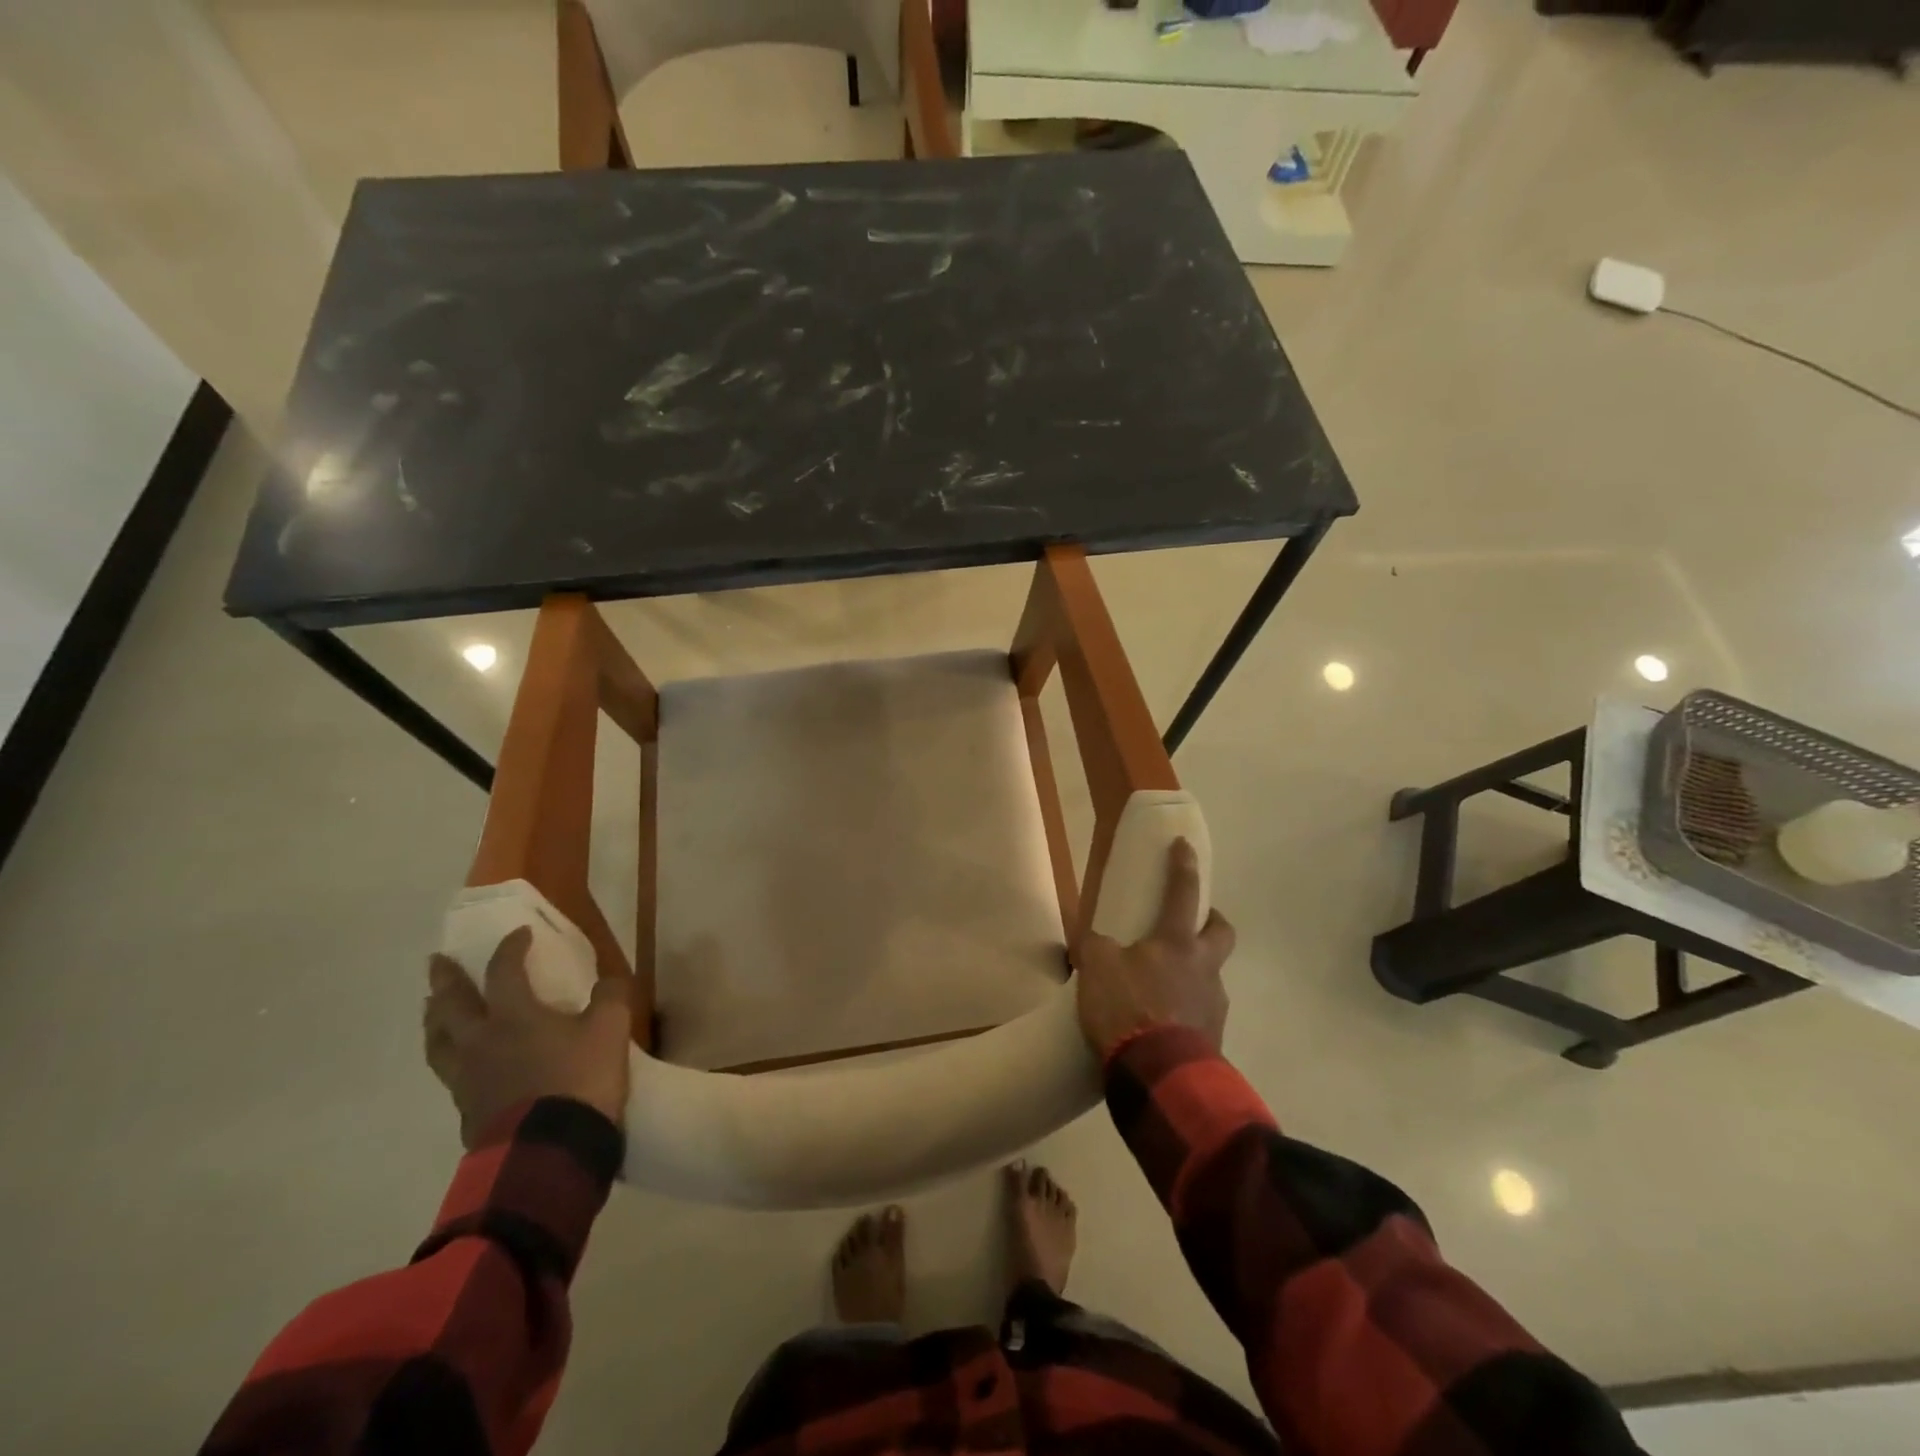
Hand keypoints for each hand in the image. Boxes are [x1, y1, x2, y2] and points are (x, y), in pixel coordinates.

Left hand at [423, 927, 632, 1146]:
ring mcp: (467, 1080)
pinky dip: (451, 1059)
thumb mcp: (611, 1029)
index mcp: (513, 1016)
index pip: (503, 971)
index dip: (510, 948)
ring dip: (435, 1021)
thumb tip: (608, 982)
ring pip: (439, 1043)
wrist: (549, 1152)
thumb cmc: (579, 1080)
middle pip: (452, 1006)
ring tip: (433, 1011)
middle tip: (435, 963)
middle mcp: (480, 1042)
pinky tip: (461, 1063)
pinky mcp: (467, 1112)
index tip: (519, 934)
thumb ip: (610, 997)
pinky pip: (451, 1076)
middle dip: (445, 981)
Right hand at [1075, 839, 1235, 1059]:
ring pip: (1211, 974)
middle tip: (1189, 924)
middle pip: (1222, 931)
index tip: (1184, 845)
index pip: (1184, 892)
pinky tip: (1162, 1022)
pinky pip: (1201, 1012)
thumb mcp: (1096, 967)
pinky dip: (1186, 1009)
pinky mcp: (1214, 1037)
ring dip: (1194, 971)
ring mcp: (1213, 1003)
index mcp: (1177, 942)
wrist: (1160, 1076)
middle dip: (1212, 920)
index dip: (1183, 866)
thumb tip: (1089, 940)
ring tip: (1161, 986)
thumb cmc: (1128, 1008)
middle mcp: (1204, 966)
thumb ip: (1094, 946)